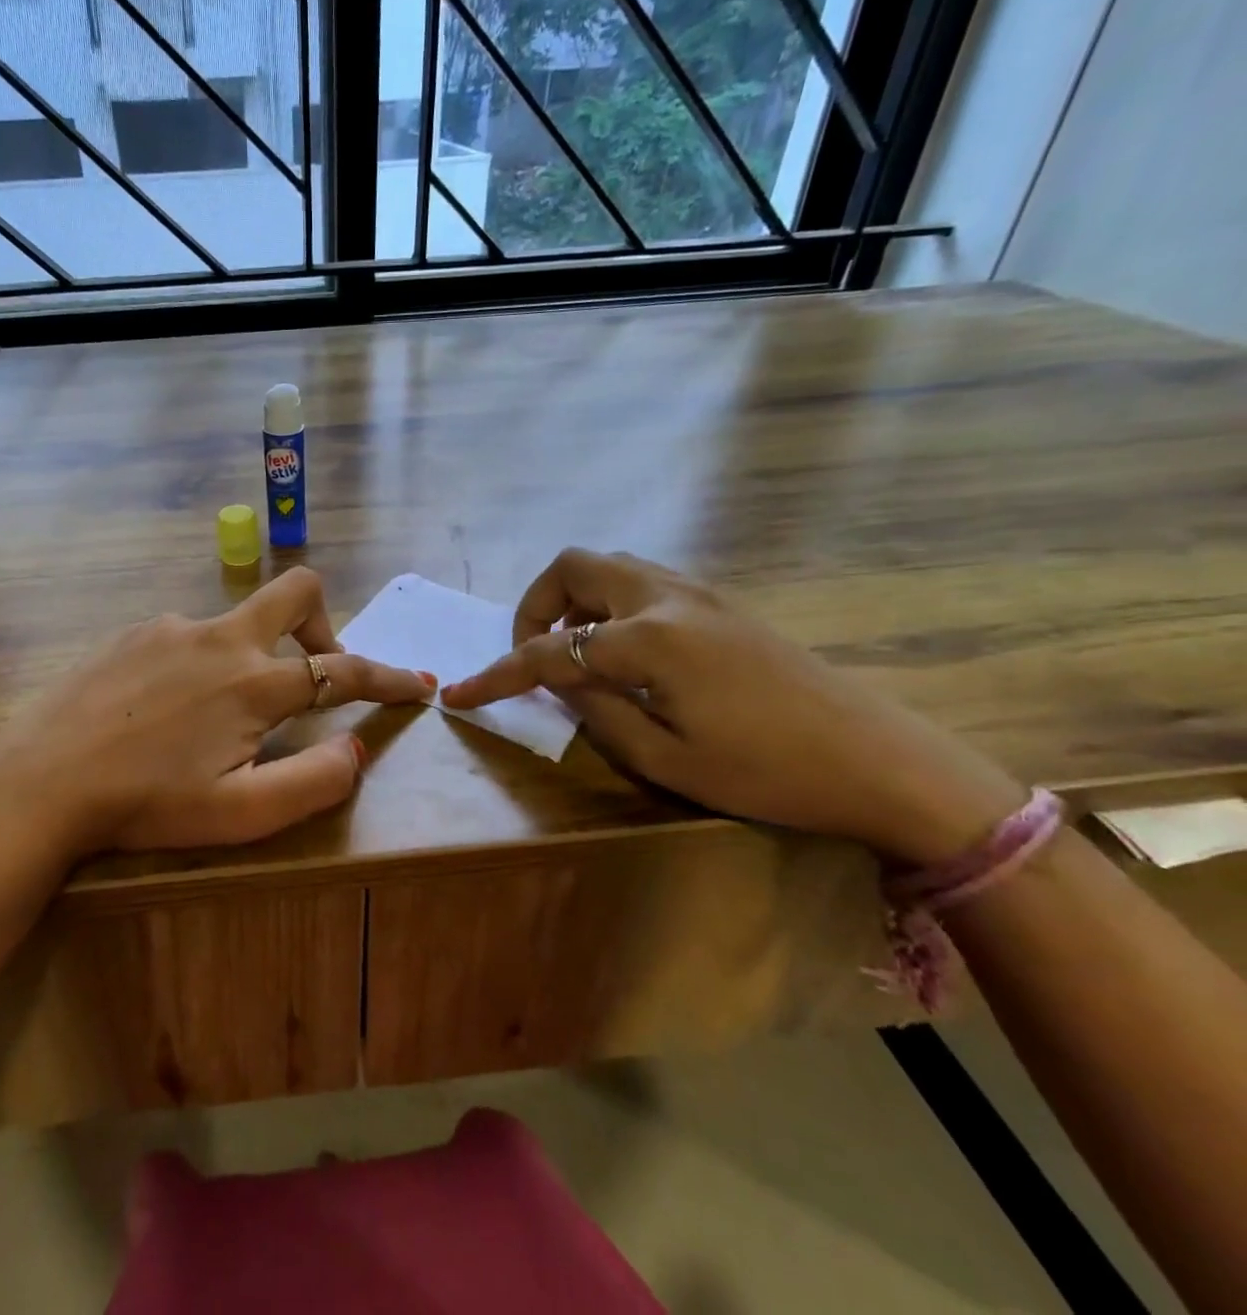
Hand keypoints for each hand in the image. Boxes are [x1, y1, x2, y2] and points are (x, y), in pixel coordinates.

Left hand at [0, 567, 434, 856]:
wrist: (40, 783)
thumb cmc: (146, 805)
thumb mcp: (240, 814)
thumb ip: (312, 781)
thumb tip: (354, 749)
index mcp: (254, 683)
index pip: (343, 670)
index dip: (388, 679)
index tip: (416, 685)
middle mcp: (220, 638)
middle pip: (297, 591)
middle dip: (324, 624)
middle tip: (314, 673)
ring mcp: (171, 627)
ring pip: (235, 623)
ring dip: (249, 658)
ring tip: (214, 719)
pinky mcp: (132, 633)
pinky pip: (186, 636)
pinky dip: (199, 664)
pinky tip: (163, 710)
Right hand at [440, 550, 1025, 864]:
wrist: (881, 761)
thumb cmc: (769, 773)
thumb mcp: (666, 759)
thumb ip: (596, 711)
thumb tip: (562, 683)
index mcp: (649, 639)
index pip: (549, 650)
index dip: (496, 675)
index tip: (457, 696)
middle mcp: (667, 598)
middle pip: (573, 567)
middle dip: (533, 607)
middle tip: (531, 656)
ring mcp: (698, 592)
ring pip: (608, 565)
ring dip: (573, 600)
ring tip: (573, 652)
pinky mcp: (720, 602)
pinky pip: (640, 579)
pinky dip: (607, 602)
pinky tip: (621, 651)